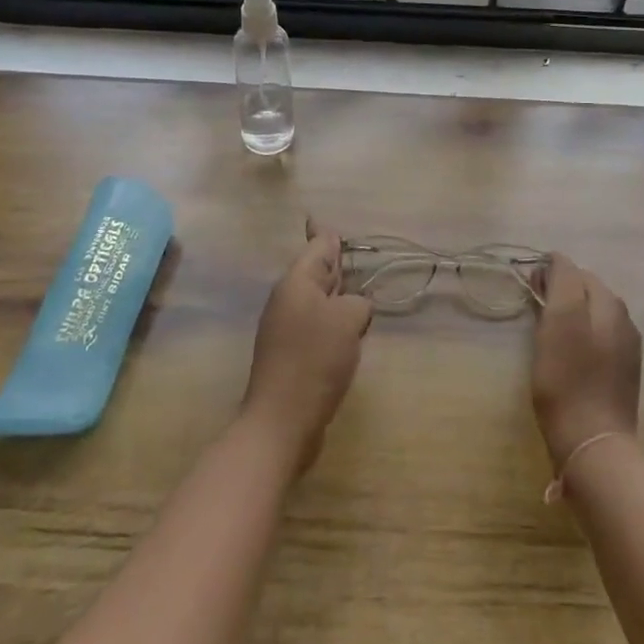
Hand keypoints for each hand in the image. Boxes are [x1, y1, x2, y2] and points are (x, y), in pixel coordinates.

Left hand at [241, 219, 371, 473]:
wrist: (282, 422)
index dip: (328, 234)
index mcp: (296, 283)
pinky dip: (335, 327)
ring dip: (339, 300)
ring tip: (362, 299)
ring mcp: (286, 330)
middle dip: (337, 266)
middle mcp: (288, 301)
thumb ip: (358, 301)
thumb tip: (355, 308)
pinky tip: (350, 337)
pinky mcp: (291, 357)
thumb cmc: (314, 360)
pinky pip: (317, 329)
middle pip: (317, 273)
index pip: (317, 247)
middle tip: (357, 258)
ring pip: (319, 303)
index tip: (326, 221)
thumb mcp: (347, 319)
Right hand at [531, 253, 640, 467]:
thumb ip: (561, 282)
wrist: (593, 442)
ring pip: (592, 314)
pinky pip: (598, 338)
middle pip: (586, 290)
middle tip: (534, 310)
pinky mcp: (622, 372)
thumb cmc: (568, 379)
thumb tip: (557, 260)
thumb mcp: (559, 321)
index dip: (548, 273)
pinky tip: (567, 354)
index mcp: (609, 303)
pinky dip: (580, 335)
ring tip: (547, 332)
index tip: (527, 289)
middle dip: (560, 291)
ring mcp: (626, 347)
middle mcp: (624, 318)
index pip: (574, 269)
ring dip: (570, 314)